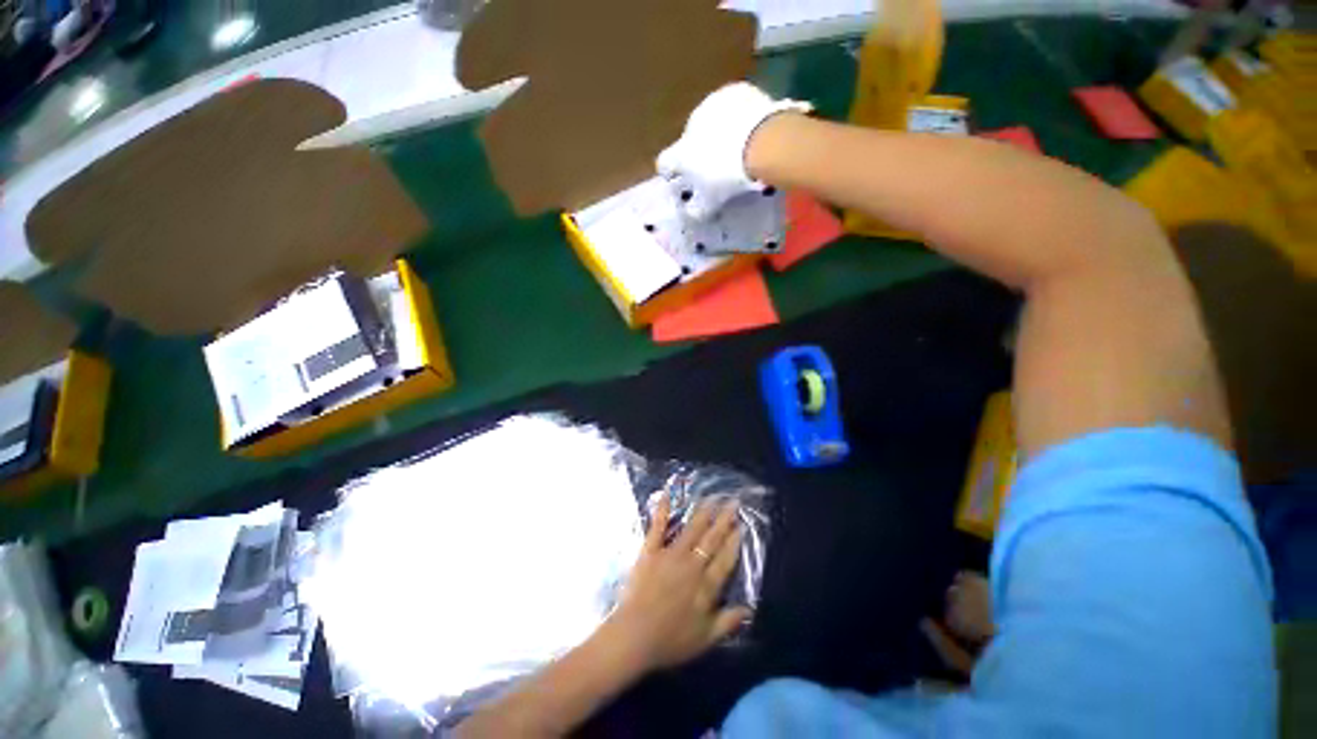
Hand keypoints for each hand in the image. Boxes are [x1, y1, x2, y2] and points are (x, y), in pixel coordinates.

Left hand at [602, 496, 751, 672]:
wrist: (634, 637)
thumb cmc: (670, 641)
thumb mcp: (706, 639)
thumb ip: (728, 622)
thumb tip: (749, 608)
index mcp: (706, 586)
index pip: (725, 559)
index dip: (734, 542)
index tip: (741, 524)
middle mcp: (691, 565)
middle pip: (712, 539)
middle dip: (724, 520)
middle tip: (733, 501)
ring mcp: (670, 554)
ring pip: (691, 529)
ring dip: (703, 512)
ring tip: (712, 497)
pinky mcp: (650, 551)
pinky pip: (657, 527)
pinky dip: (661, 510)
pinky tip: (666, 495)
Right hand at [656, 82, 811, 219]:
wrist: (763, 142)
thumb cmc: (730, 177)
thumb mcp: (711, 203)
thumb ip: (695, 209)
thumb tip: (689, 211)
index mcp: (681, 153)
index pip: (664, 163)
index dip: (670, 172)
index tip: (680, 179)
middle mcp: (690, 124)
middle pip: (690, 141)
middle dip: (699, 152)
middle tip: (717, 166)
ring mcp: (713, 104)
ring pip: (711, 121)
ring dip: (718, 132)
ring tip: (737, 147)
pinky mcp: (736, 91)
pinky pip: (733, 107)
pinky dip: (738, 117)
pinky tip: (750, 129)